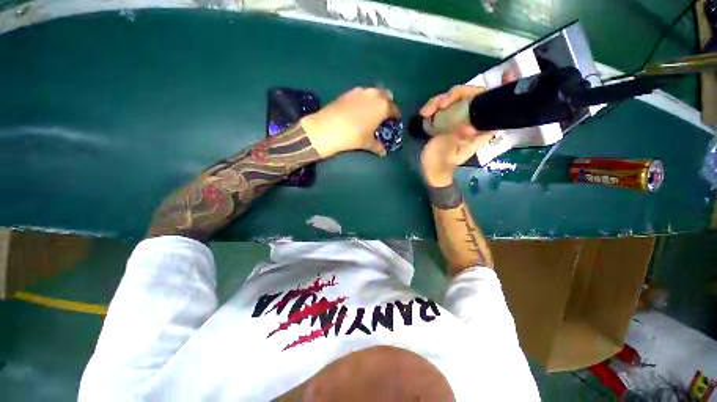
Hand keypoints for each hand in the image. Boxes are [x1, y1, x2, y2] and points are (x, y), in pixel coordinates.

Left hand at [300, 87, 399, 157]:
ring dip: (376, 100)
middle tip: (383, 115)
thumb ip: (378, 146)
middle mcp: (374, 95)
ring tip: (371, 112)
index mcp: (383, 107)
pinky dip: (364, 99)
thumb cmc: (353, 136)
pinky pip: (362, 93)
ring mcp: (361, 91)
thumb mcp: (367, 143)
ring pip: (374, 92)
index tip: (394, 121)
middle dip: (387, 103)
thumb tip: (383, 152)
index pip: (394, 109)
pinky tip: (358, 109)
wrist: (328, 128)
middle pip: (386, 95)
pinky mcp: (349, 91)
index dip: (395, 116)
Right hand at [419, 85, 494, 185]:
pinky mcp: (444, 119)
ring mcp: (456, 119)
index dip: (502, 90)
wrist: (429, 169)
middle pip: (471, 96)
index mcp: (480, 130)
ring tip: (427, 111)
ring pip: (455, 98)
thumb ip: (458, 141)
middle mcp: (471, 121)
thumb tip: (469, 128)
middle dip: (456, 94)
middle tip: (441, 103)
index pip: (495, 108)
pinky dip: (432, 106)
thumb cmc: (441, 164)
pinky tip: (424, 113)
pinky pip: (441, 105)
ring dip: (440, 100)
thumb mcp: (449, 155)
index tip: (506, 74)